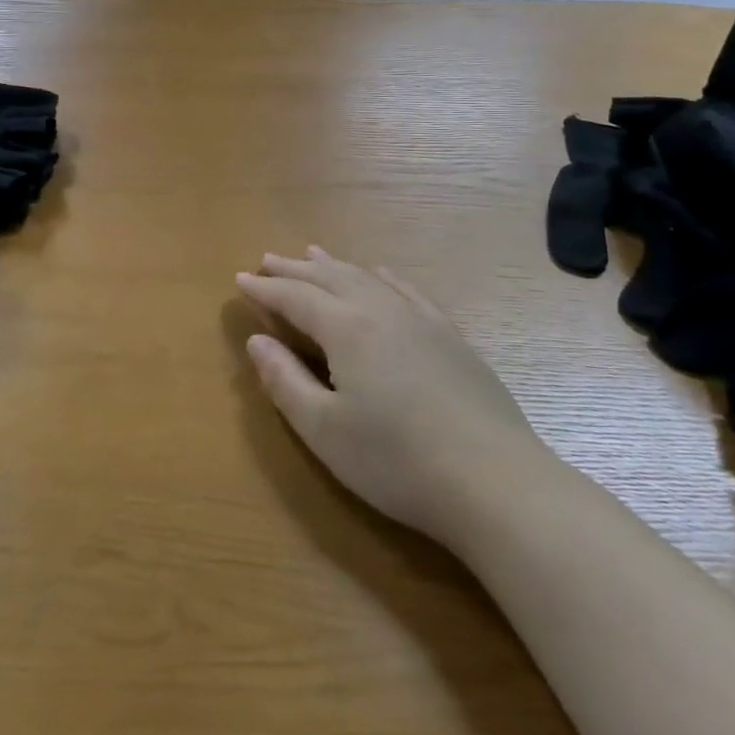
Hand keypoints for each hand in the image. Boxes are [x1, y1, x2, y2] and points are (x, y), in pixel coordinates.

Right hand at [238, 248, 534, 547]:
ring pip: (366, 277)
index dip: (264, 288)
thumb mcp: (325, 431)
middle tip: (267, 260)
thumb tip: (256, 342)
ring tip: (312, 254)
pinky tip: (379, 275)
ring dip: (334, 265)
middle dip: (294, 269)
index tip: (240, 280)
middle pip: (328, 277)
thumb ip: (285, 382)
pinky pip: (406, 289)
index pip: (294, 297)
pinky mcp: (450, 334)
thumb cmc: (397, 462)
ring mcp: (420, 318)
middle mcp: (380, 308)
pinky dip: (381, 276)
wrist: (494, 480)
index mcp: (346, 328)